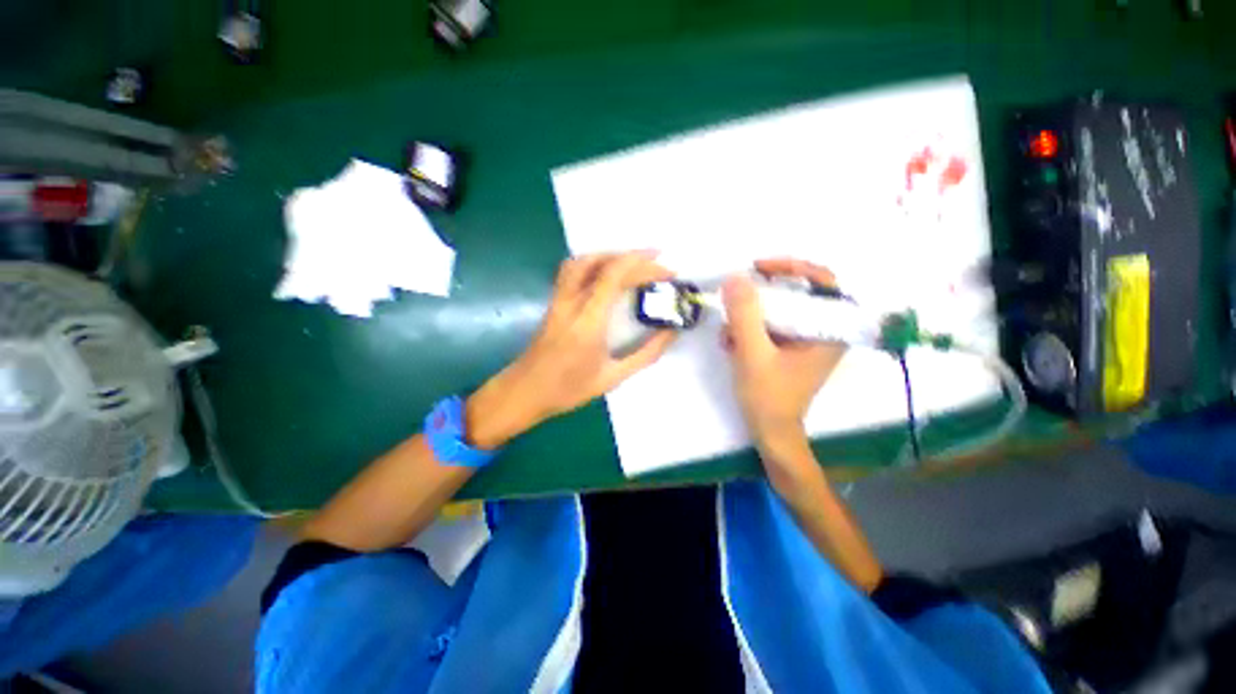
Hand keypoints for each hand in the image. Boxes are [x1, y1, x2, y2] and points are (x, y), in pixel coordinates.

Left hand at [466, 251, 676, 448]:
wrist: (524, 392)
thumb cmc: (568, 389)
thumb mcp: (613, 377)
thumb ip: (645, 354)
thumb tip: (672, 332)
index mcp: (588, 320)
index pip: (614, 275)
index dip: (644, 266)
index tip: (668, 272)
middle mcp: (571, 301)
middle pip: (602, 263)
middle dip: (635, 258)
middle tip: (660, 266)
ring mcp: (559, 298)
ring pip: (583, 261)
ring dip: (612, 255)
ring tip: (635, 263)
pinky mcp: (554, 301)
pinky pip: (574, 270)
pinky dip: (596, 263)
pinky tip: (608, 274)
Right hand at [722, 259, 846, 460]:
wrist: (770, 432)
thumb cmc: (768, 397)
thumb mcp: (753, 354)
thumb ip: (745, 316)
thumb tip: (735, 277)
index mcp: (829, 331)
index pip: (823, 281)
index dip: (793, 267)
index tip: (760, 269)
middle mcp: (823, 331)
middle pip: (796, 294)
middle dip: (761, 297)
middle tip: (735, 298)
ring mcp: (805, 341)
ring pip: (779, 311)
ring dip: (749, 317)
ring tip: (727, 334)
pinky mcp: (789, 349)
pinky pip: (770, 326)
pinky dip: (749, 330)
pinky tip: (730, 344)